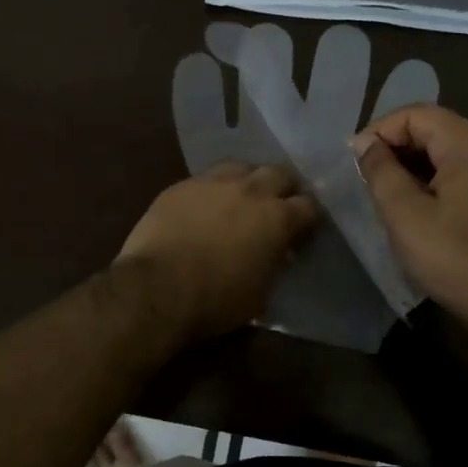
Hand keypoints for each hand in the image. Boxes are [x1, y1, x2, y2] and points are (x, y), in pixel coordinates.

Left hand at [117, 163, 319, 341]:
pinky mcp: (182, 185)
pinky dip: (214, 189)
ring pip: (242, 167)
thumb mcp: (260, 292)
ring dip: (249, 179)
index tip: (304, 229)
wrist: (157, 287)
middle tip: (279, 204)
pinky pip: (207, 178)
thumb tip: (277, 253)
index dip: (309, 217)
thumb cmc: (216, 300)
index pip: (308, 206)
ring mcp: (214, 182)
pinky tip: (206, 205)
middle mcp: (251, 190)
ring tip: (243, 197)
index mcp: (277, 218)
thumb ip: (274, 263)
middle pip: (280, 173)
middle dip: (285, 187)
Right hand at [351, 105, 467, 334]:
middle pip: (436, 127)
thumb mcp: (404, 214)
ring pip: (450, 149)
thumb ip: (381, 171)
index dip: (381, 130)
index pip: (417, 114)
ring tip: (387, 190)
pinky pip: (465, 170)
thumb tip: (365, 144)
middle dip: (397, 145)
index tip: (356, 159)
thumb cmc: (454, 258)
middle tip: (367, 175)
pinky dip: (436, 177)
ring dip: (415, 163)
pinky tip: (418, 204)